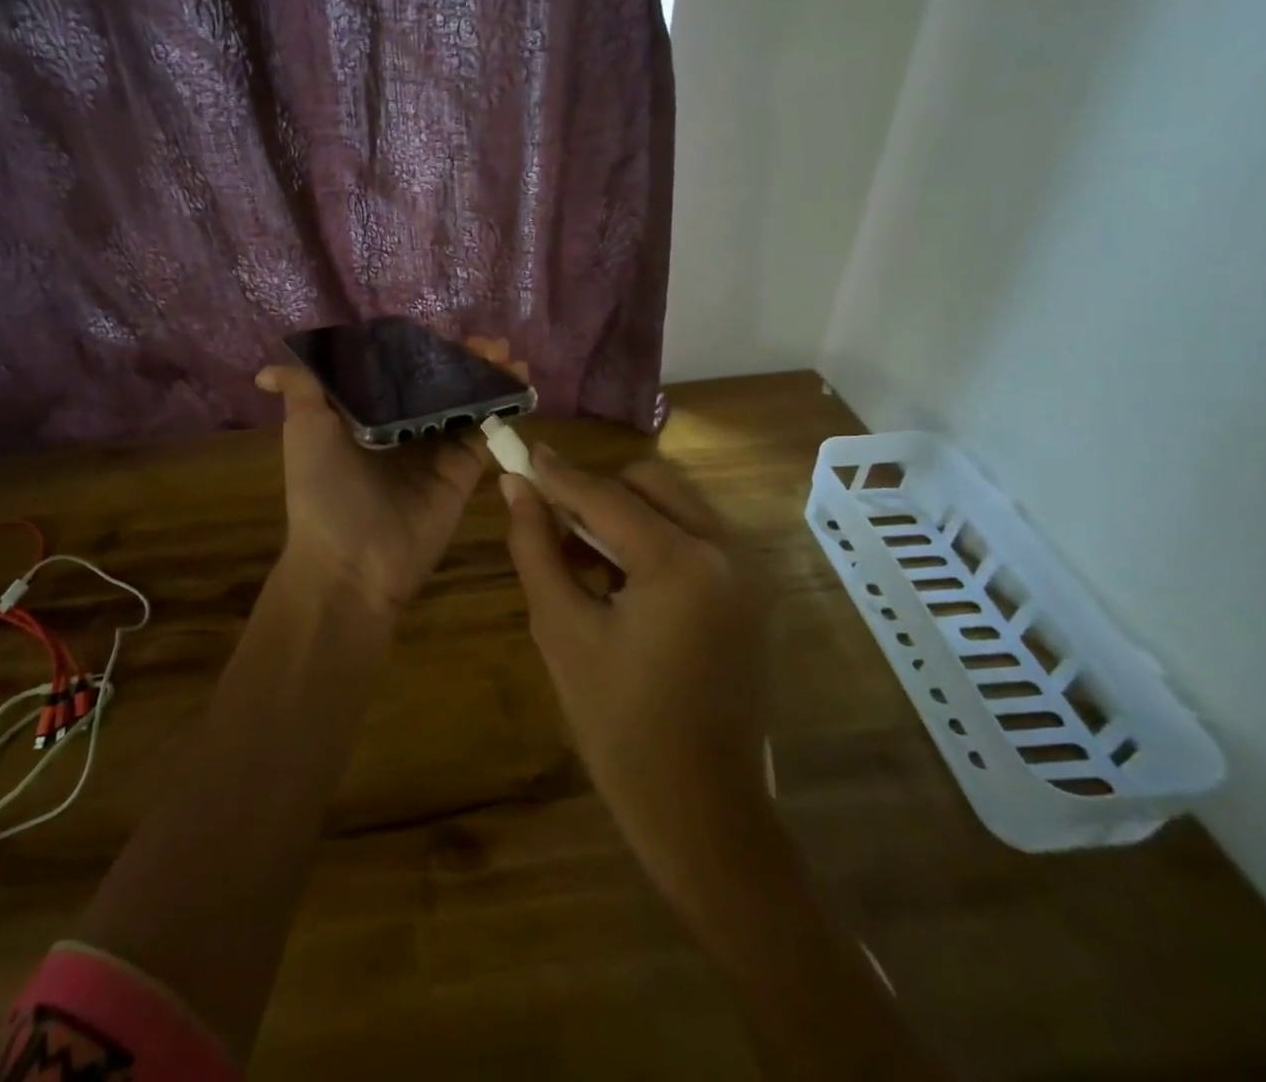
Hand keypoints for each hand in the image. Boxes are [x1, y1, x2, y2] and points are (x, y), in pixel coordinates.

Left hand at [258, 338, 527, 611]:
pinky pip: (484, 434)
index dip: (421, 350)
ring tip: (506, 354)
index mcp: (366, 416)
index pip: (398, 372)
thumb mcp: (304, 430)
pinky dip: (501, 407)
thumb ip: (301, 391)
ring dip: (487, 377)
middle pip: (438, 386)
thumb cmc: (322, 488)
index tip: (442, 331)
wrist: (351, 561)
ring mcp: (435, 451)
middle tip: (487, 343)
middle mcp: (402, 429)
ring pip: (466, 405)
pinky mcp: (461, 473)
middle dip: (462, 361)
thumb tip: (265, 371)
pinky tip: (516, 381)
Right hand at [499, 449, 771, 902]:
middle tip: (553, 520)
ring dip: (625, 510)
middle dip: (597, 489)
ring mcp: (747, 570)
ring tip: (582, 553)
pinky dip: (653, 536)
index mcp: (683, 562)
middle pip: (650, 481)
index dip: (556, 474)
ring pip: (675, 502)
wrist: (702, 812)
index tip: (518, 454)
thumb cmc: (620, 727)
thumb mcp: (562, 631)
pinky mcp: (750, 591)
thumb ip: (535, 548)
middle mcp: (726, 550)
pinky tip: (620, 577)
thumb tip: (514, 487)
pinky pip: (694, 534)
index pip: (605, 495)